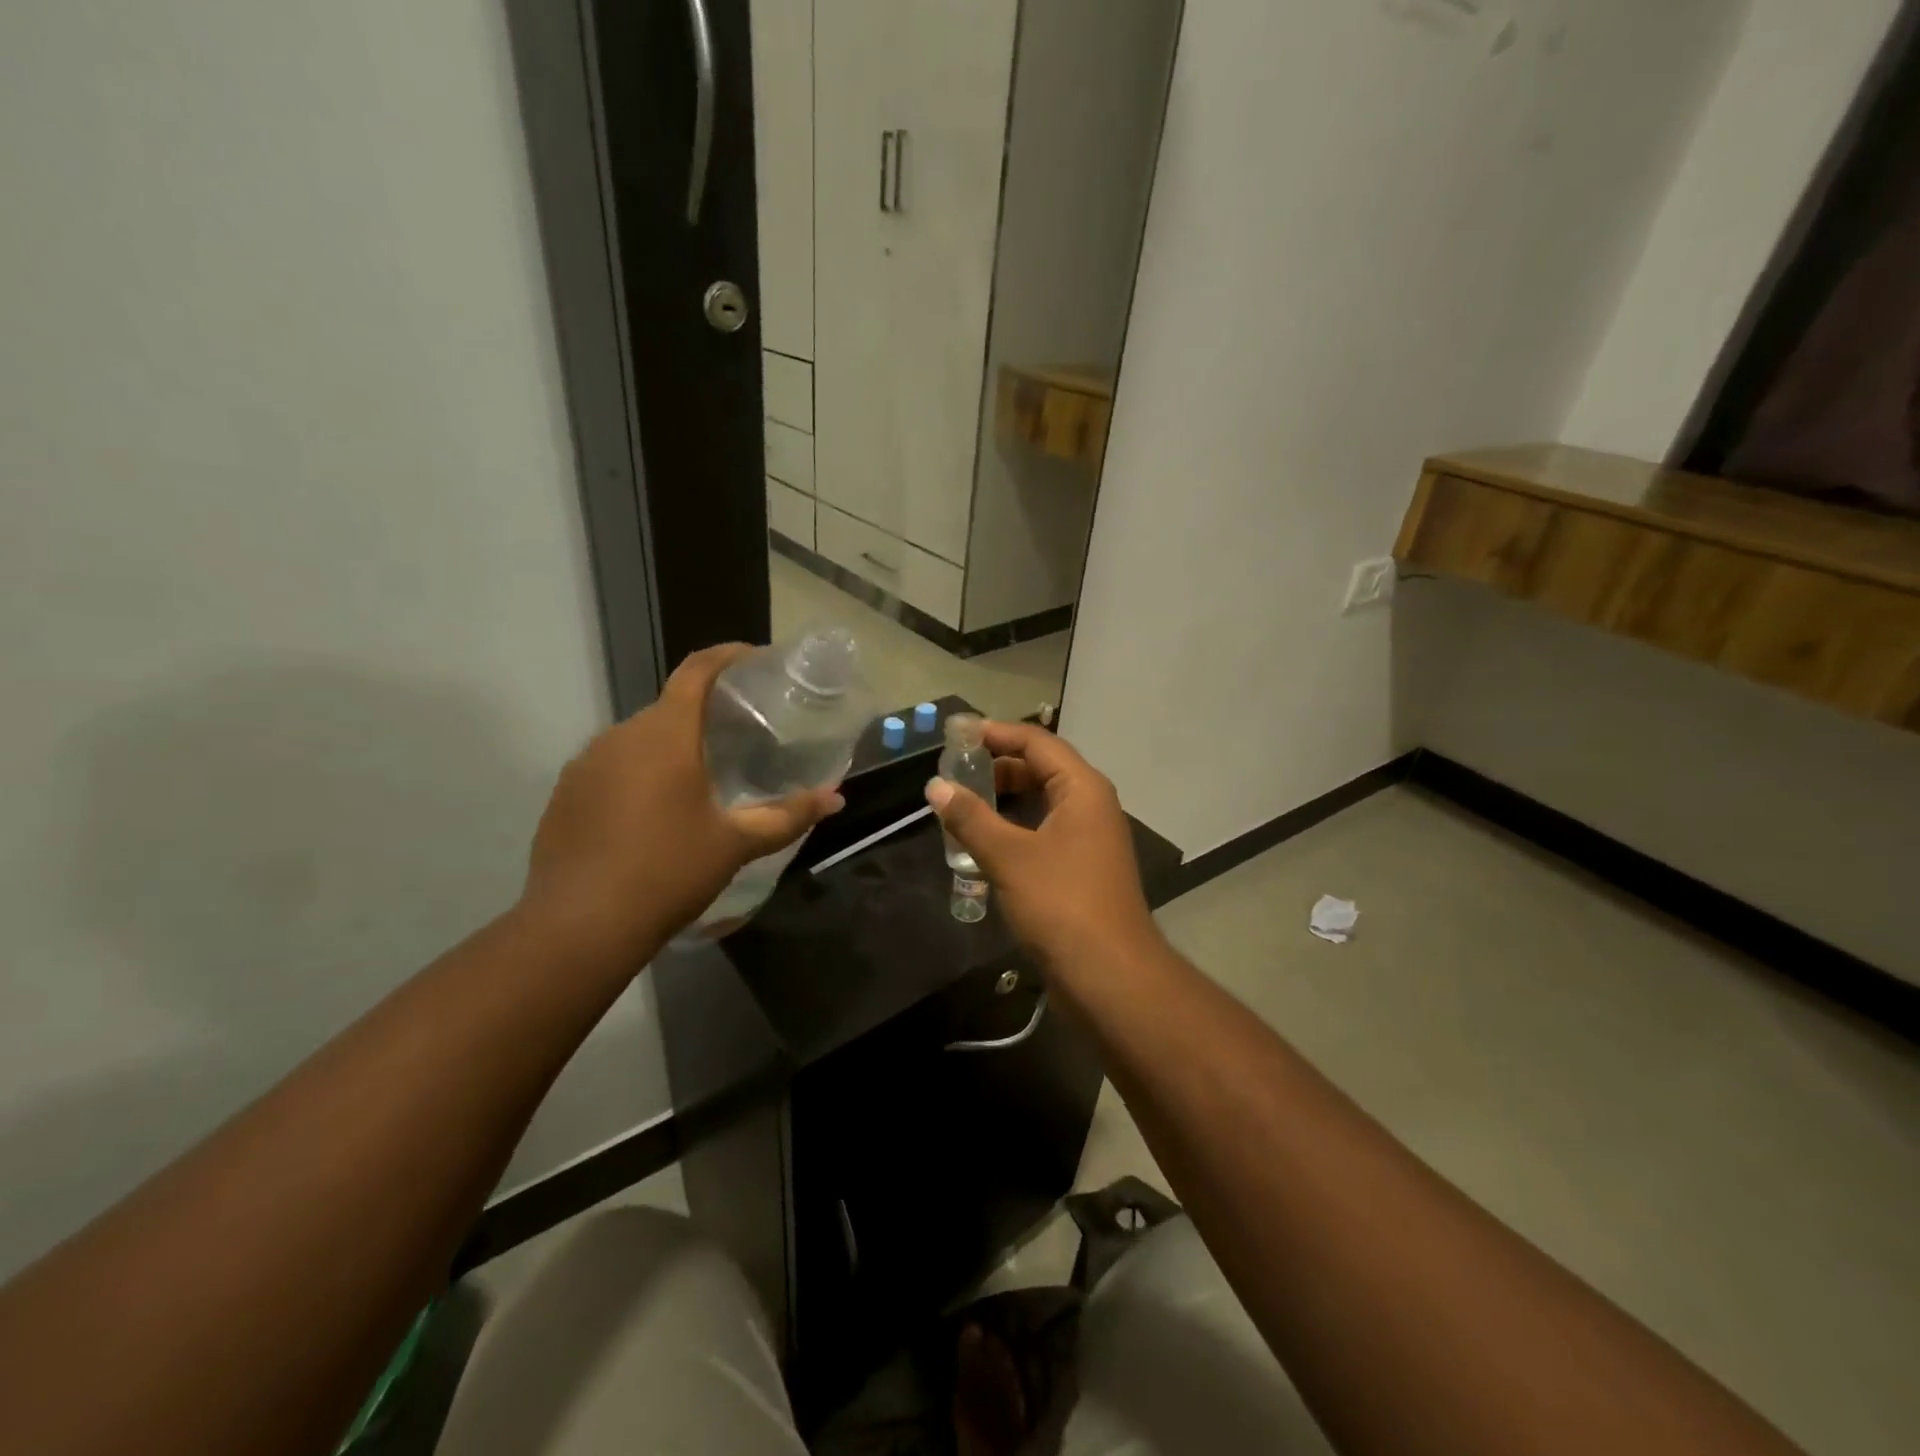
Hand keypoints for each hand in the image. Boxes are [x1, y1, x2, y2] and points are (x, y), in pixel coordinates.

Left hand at [520, 644, 843, 964]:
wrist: (580, 927)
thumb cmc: (668, 872)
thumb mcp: (736, 844)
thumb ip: (788, 816)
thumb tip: (835, 798)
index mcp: (665, 735)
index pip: (696, 671)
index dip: (727, 656)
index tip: (754, 659)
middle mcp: (619, 736)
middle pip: (669, 707)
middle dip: (704, 713)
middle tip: (738, 737)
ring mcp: (585, 764)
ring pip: (638, 739)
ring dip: (670, 747)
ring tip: (699, 778)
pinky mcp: (564, 794)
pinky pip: (610, 767)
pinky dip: (637, 774)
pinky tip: (652, 814)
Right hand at [925, 722, 1157, 969]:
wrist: (1110, 976)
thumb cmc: (1061, 904)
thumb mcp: (1009, 856)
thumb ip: (970, 818)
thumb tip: (935, 786)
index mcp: (1082, 788)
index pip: (1037, 742)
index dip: (997, 733)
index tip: (957, 735)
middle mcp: (1091, 805)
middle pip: (1041, 768)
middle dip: (997, 766)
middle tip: (954, 773)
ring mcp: (1089, 838)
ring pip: (1042, 802)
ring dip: (1004, 799)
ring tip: (962, 806)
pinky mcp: (1082, 868)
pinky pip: (1044, 831)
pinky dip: (1015, 828)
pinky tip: (984, 843)